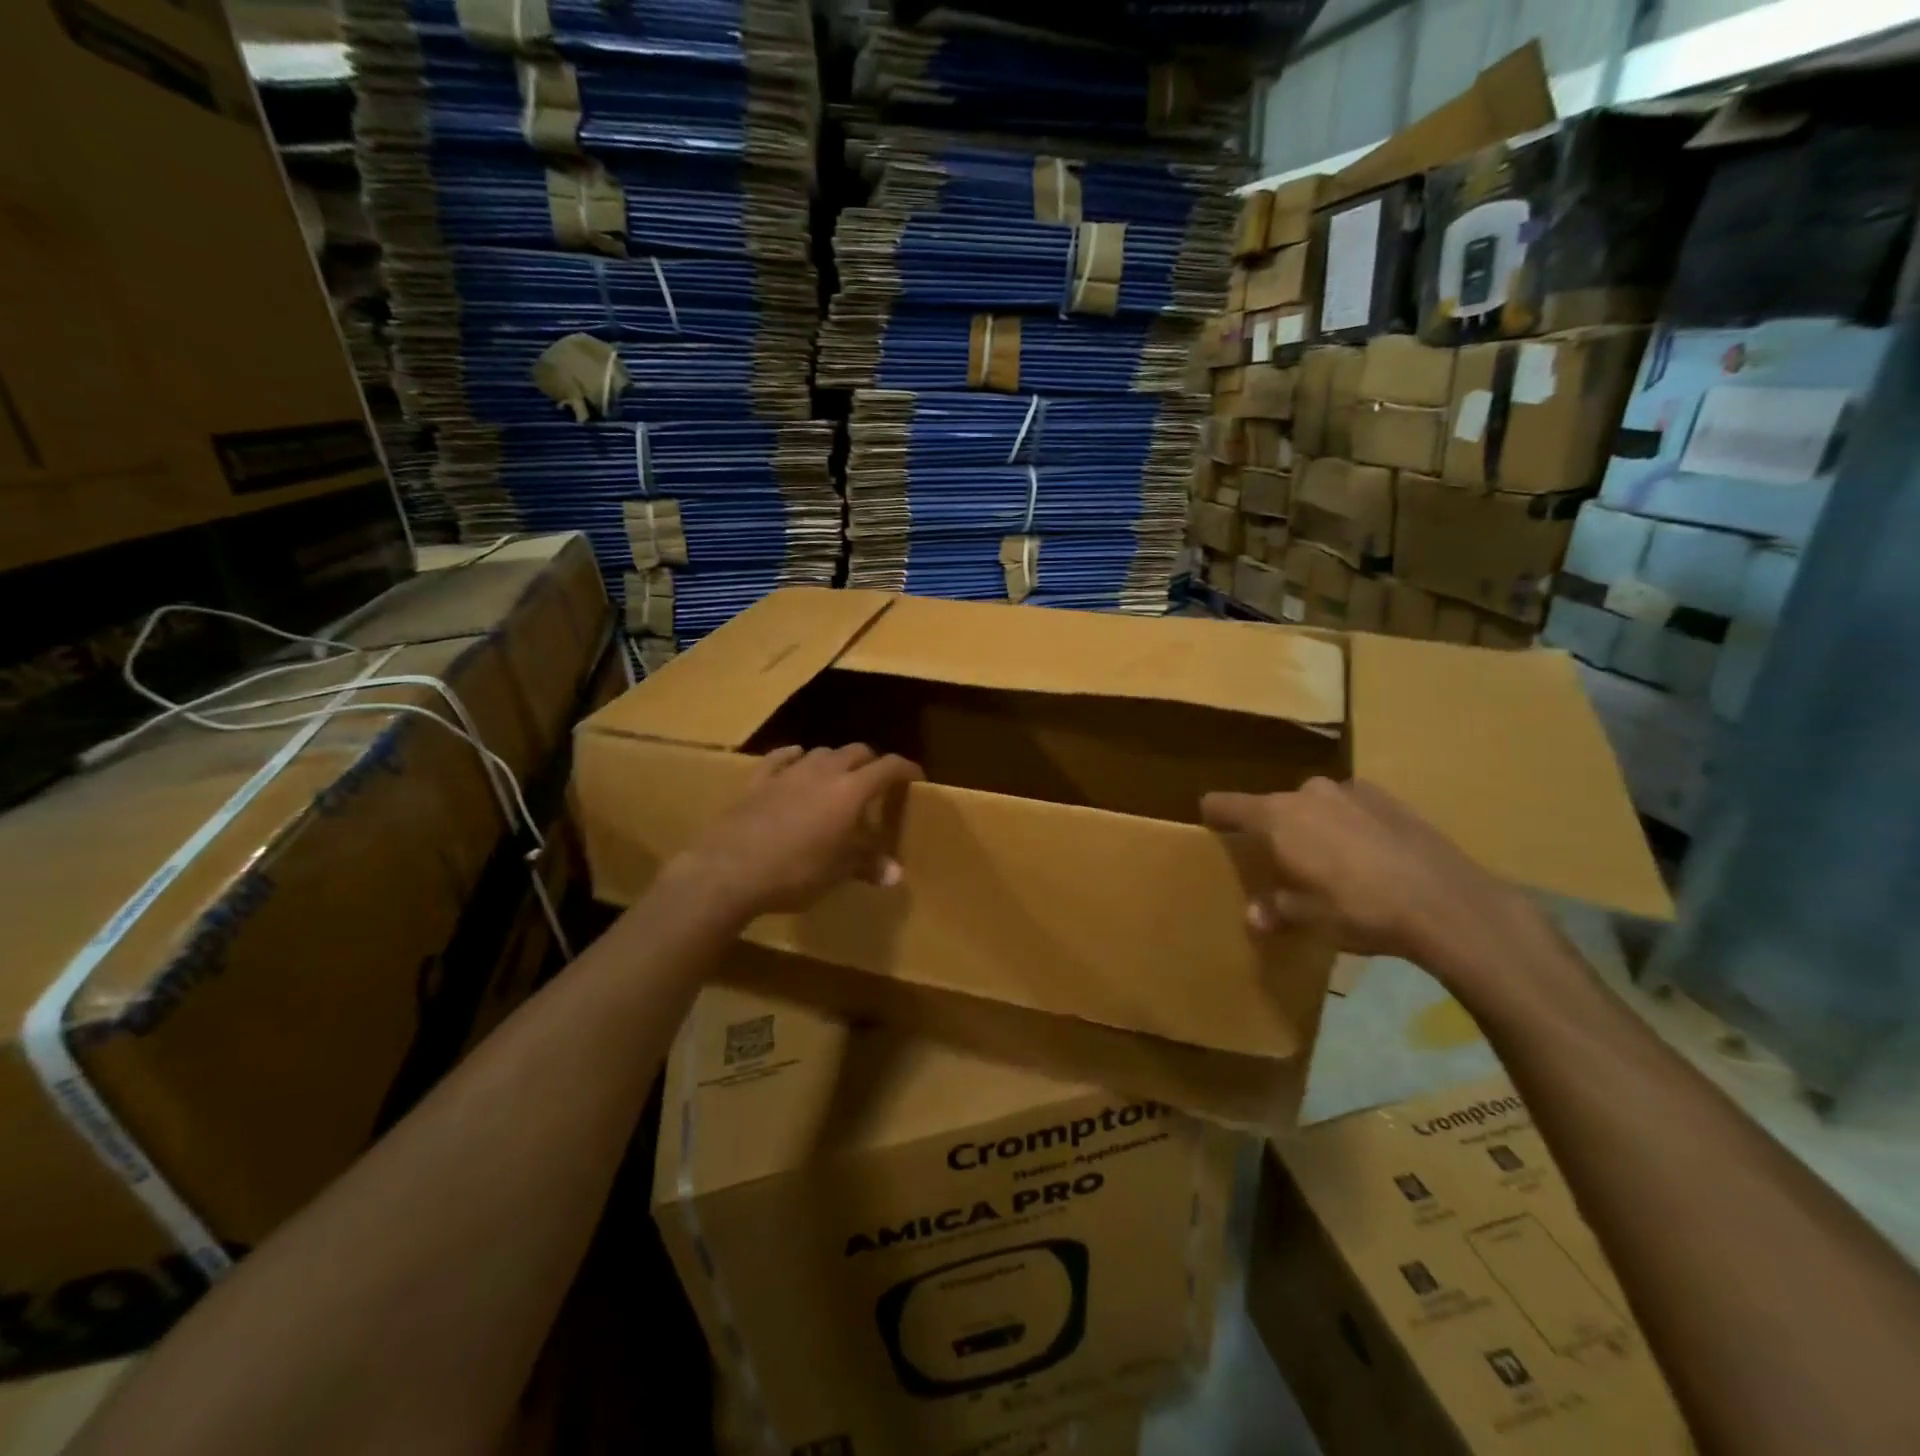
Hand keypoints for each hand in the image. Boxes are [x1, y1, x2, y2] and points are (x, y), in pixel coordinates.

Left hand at [676, 745, 922, 918]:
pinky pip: (782, 758)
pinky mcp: (758, 780)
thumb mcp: (837, 873)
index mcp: (851, 792)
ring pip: (821, 752)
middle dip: (871, 763)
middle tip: (877, 784)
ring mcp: (788, 772)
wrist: (729, 870)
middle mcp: (824, 772)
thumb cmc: (795, 873)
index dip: (906, 769)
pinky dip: (795, 758)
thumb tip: (896, 874)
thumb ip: (868, 865)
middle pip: (857, 752)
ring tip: (839, 779)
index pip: (888, 767)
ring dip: (836, 761)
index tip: (916, 778)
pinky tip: (797, 762)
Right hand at [1200, 777, 1554, 981]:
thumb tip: (1255, 915)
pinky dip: (1348, 825)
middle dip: (1273, 830)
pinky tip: (1369, 857)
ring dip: (1313, 826)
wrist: (1447, 902)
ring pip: (1314, 805)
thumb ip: (1276, 910)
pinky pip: (1350, 808)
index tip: (1209, 824)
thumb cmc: (1360, 909)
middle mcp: (1307, 793)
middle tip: (1283, 862)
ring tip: (1330, 861)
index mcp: (1277, 817)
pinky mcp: (1388, 798)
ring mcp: (1350, 791)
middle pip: (1273, 806)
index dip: (1213, 814)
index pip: (1225, 804)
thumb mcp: (1310, 918)